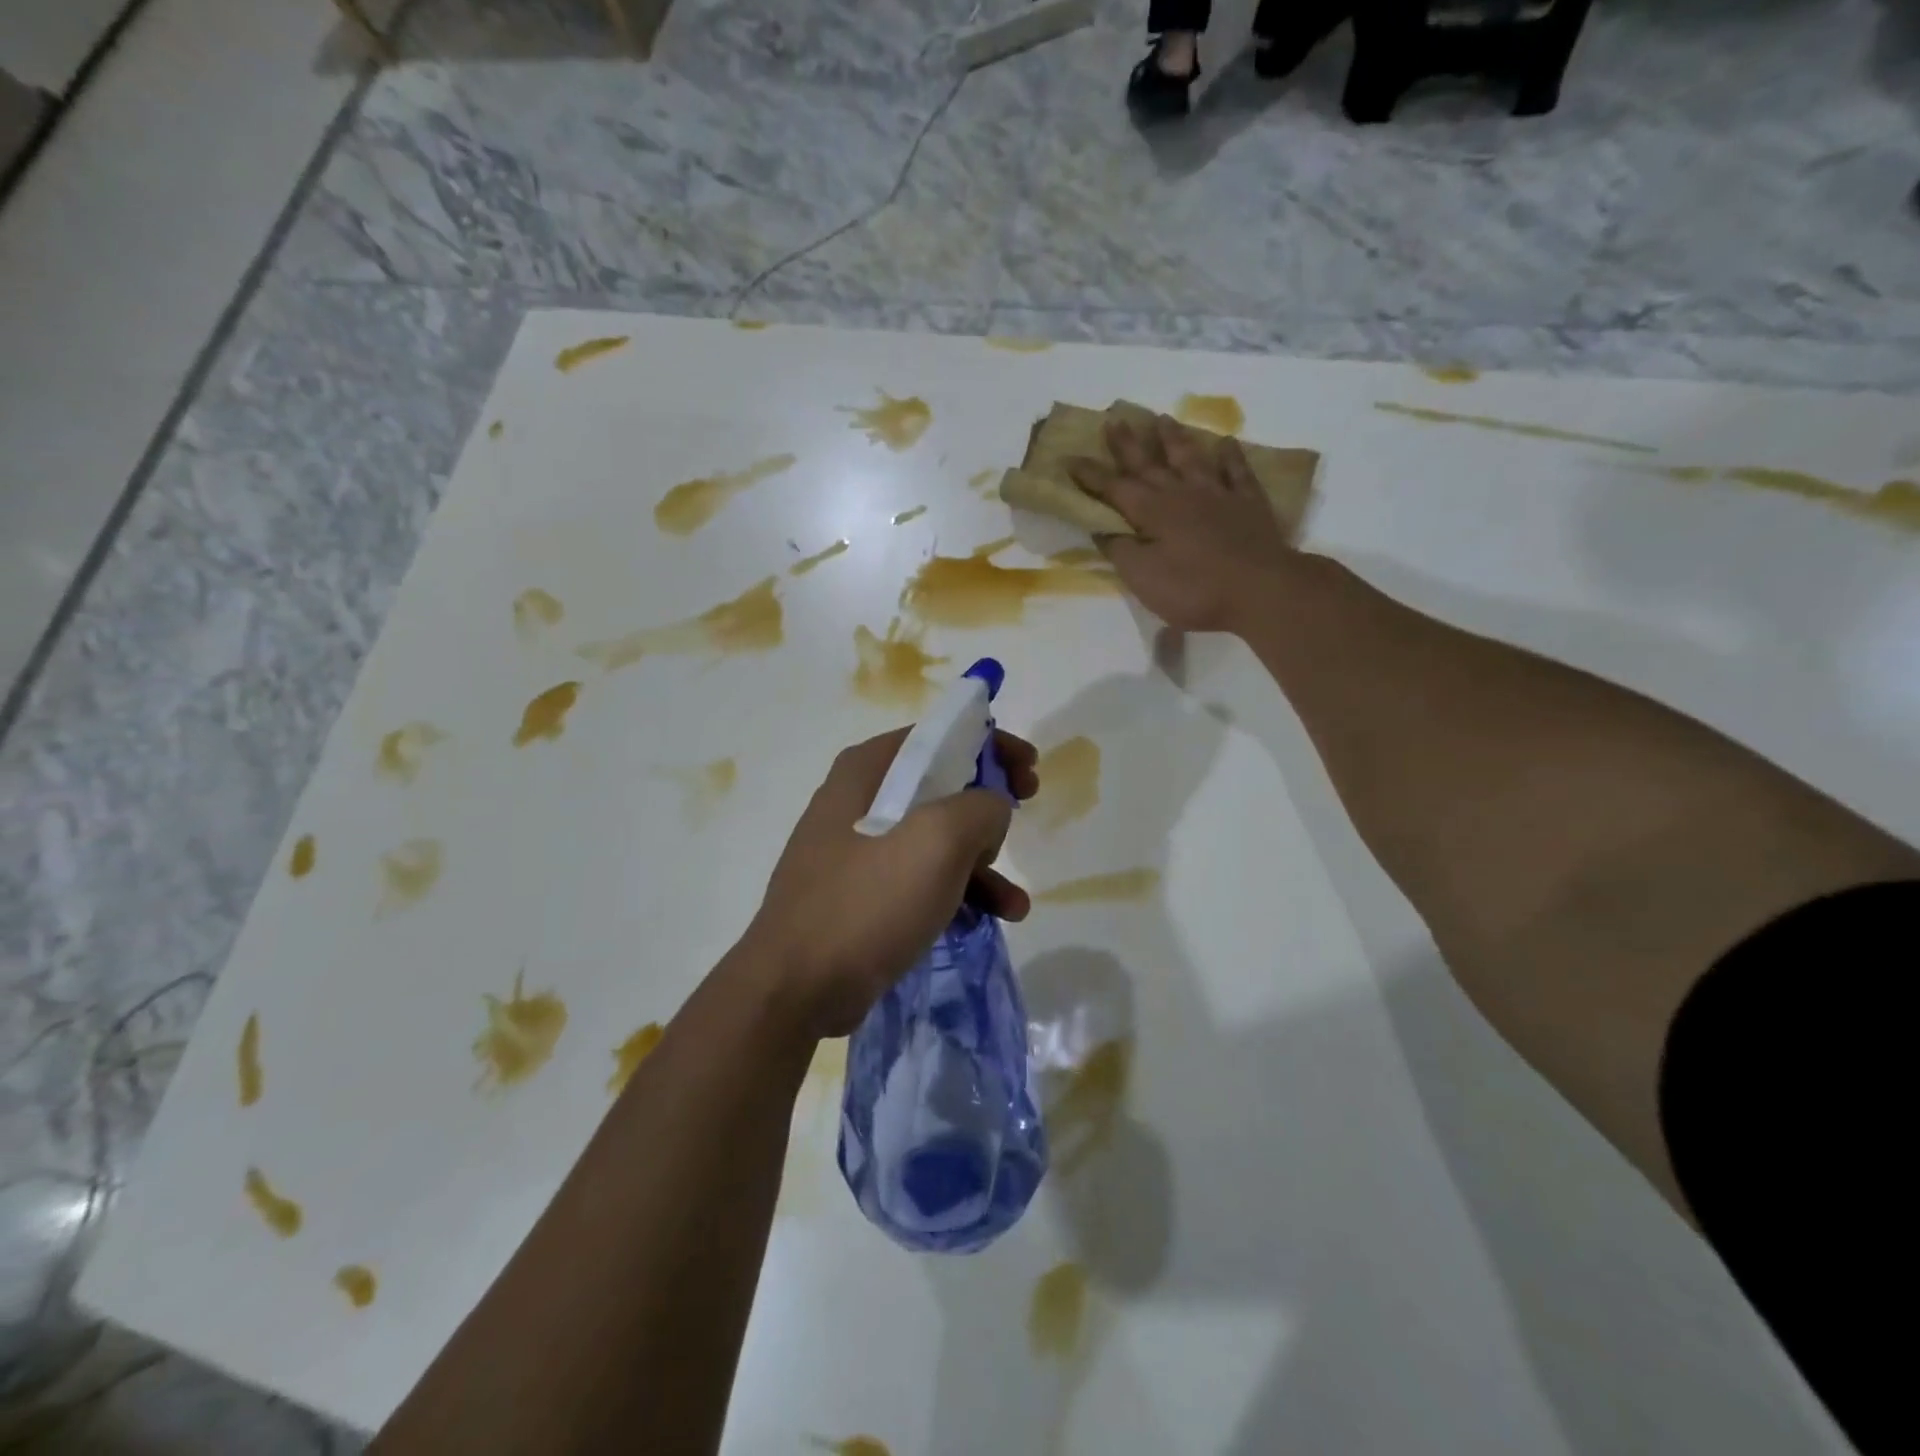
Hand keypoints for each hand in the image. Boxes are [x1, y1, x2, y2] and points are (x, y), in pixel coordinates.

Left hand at [741, 728, 1038, 1037]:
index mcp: (867, 770)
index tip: (1028, 769)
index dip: (990, 745)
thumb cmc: (867, 901)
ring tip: (1015, 904)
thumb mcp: (938, 841)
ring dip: (981, 864)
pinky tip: (988, 920)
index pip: (938, 736)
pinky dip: (955, 893)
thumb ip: (980, 807)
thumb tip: (990, 810)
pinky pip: (919, 879)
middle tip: (1026, 814)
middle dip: (989, 806)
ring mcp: (856, 850)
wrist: (796, 987)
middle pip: (940, 785)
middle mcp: (857, 800)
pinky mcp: (860, 894)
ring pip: (933, 839)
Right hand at [1067, 414, 1296, 634]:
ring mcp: (1218, 495)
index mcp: (1153, 512)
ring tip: (1162, 419)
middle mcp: (1182, 494)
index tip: (1070, 459)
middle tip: (1114, 420)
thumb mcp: (1144, 578)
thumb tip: (1103, 530)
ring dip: (1174, 439)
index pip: (1114, 489)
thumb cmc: (1195, 589)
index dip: (1091, 475)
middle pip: (1150, 464)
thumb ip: (1121, 551)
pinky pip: (1237, 472)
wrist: (1261, 589)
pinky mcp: (1249, 504)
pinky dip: (1230, 456)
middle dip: (1128, 445)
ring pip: (1191, 459)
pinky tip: (1226, 443)